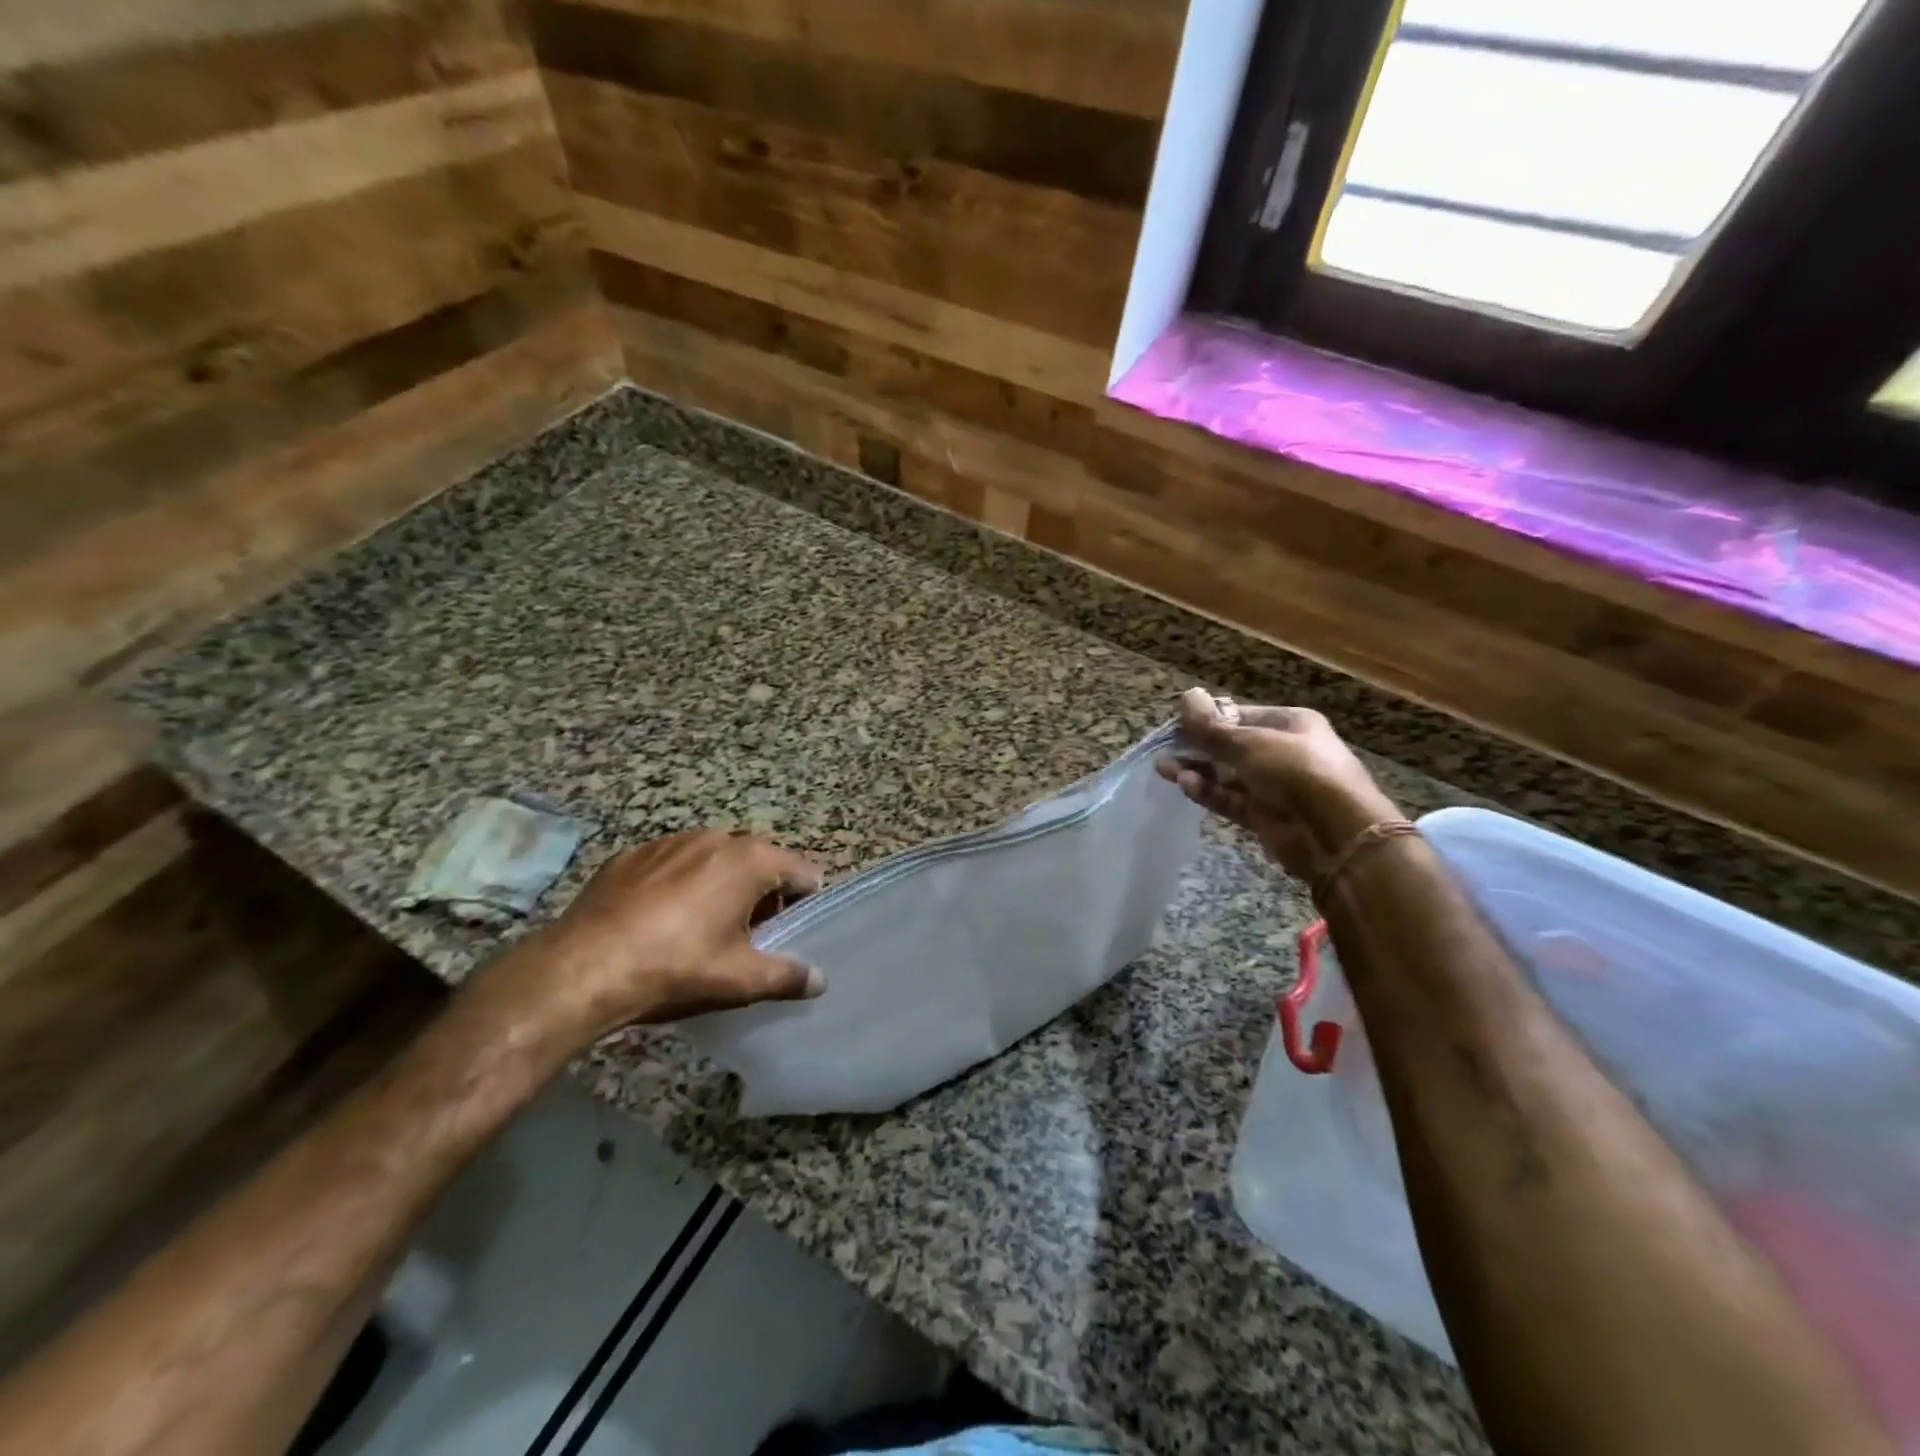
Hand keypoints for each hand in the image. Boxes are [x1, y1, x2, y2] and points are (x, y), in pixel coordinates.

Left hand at [484, 829, 825, 1044]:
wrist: (582, 967)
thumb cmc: (677, 967)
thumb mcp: (740, 980)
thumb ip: (787, 976)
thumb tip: (819, 980)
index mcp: (751, 861)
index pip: (802, 872)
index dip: (805, 902)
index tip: (795, 931)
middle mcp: (716, 838)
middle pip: (759, 861)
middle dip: (763, 893)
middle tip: (752, 935)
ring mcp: (670, 841)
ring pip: (714, 859)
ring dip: (721, 884)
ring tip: (704, 927)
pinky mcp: (632, 854)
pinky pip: (672, 864)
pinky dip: (679, 884)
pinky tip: (661, 920)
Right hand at [1156, 687, 1402, 883]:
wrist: (1337, 834)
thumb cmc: (1297, 772)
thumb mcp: (1251, 744)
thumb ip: (1214, 727)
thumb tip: (1187, 695)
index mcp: (1288, 724)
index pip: (1239, 715)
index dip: (1207, 719)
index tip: (1176, 724)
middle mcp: (1281, 751)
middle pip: (1230, 745)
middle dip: (1197, 746)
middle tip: (1164, 748)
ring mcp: (1273, 786)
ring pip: (1226, 774)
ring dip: (1197, 770)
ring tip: (1164, 769)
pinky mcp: (1263, 815)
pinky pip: (1230, 799)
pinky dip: (1208, 792)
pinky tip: (1186, 785)